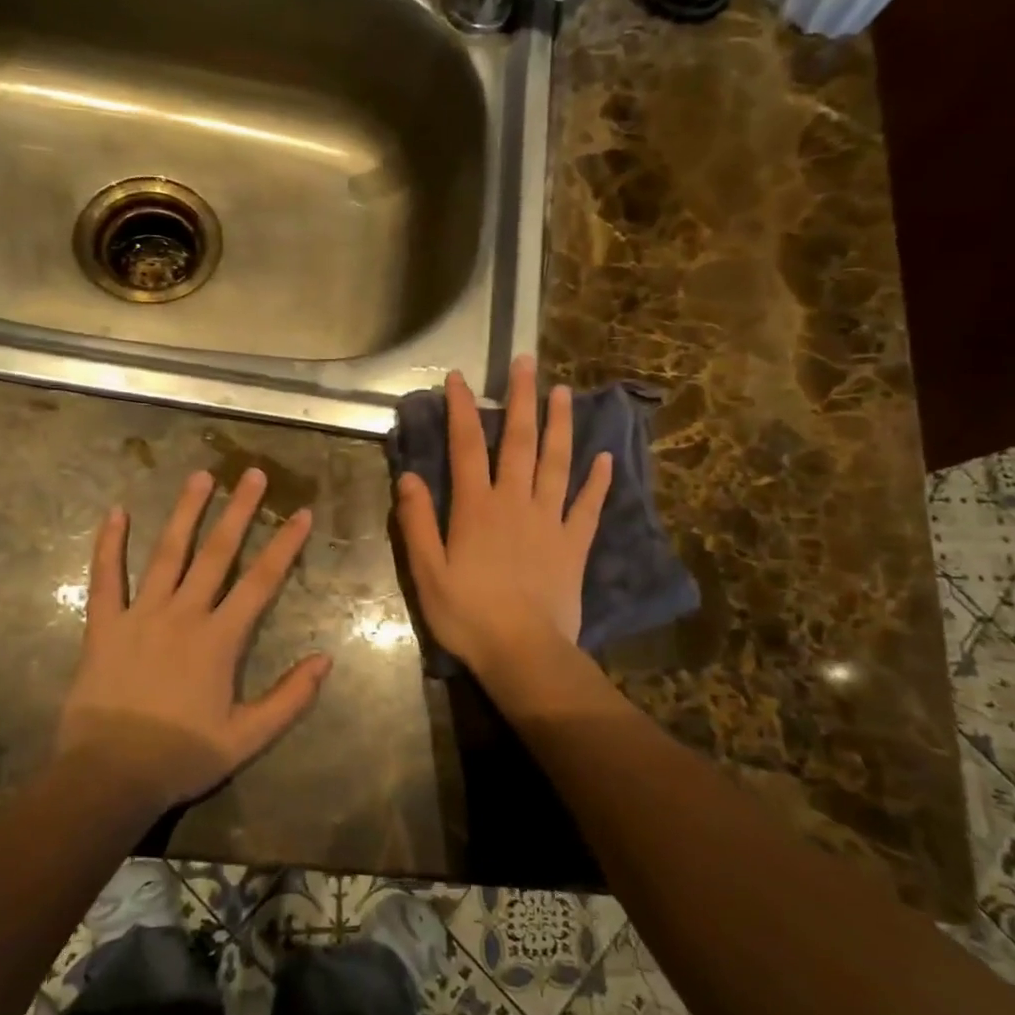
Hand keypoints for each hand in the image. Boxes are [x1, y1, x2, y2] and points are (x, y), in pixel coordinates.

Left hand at [52, 468, 329, 813]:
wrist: (109, 776)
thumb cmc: (181, 756)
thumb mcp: (247, 737)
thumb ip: (290, 698)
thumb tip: (325, 659)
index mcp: (219, 639)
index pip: (260, 581)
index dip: (284, 545)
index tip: (300, 513)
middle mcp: (183, 614)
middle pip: (217, 553)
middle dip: (238, 511)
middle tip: (252, 473)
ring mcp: (140, 615)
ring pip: (167, 553)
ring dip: (185, 512)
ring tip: (199, 477)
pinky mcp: (104, 625)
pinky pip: (105, 578)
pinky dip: (109, 545)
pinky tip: (115, 512)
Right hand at [395, 354, 611, 681]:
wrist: (524, 652)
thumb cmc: (468, 615)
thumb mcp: (427, 573)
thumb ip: (416, 522)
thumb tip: (408, 476)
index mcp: (476, 507)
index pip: (466, 446)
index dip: (462, 409)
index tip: (459, 377)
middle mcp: (515, 502)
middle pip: (519, 442)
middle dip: (521, 400)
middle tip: (527, 363)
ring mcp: (550, 521)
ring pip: (557, 462)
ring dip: (560, 425)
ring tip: (565, 392)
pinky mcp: (574, 544)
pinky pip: (588, 506)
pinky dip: (597, 482)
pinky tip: (605, 459)